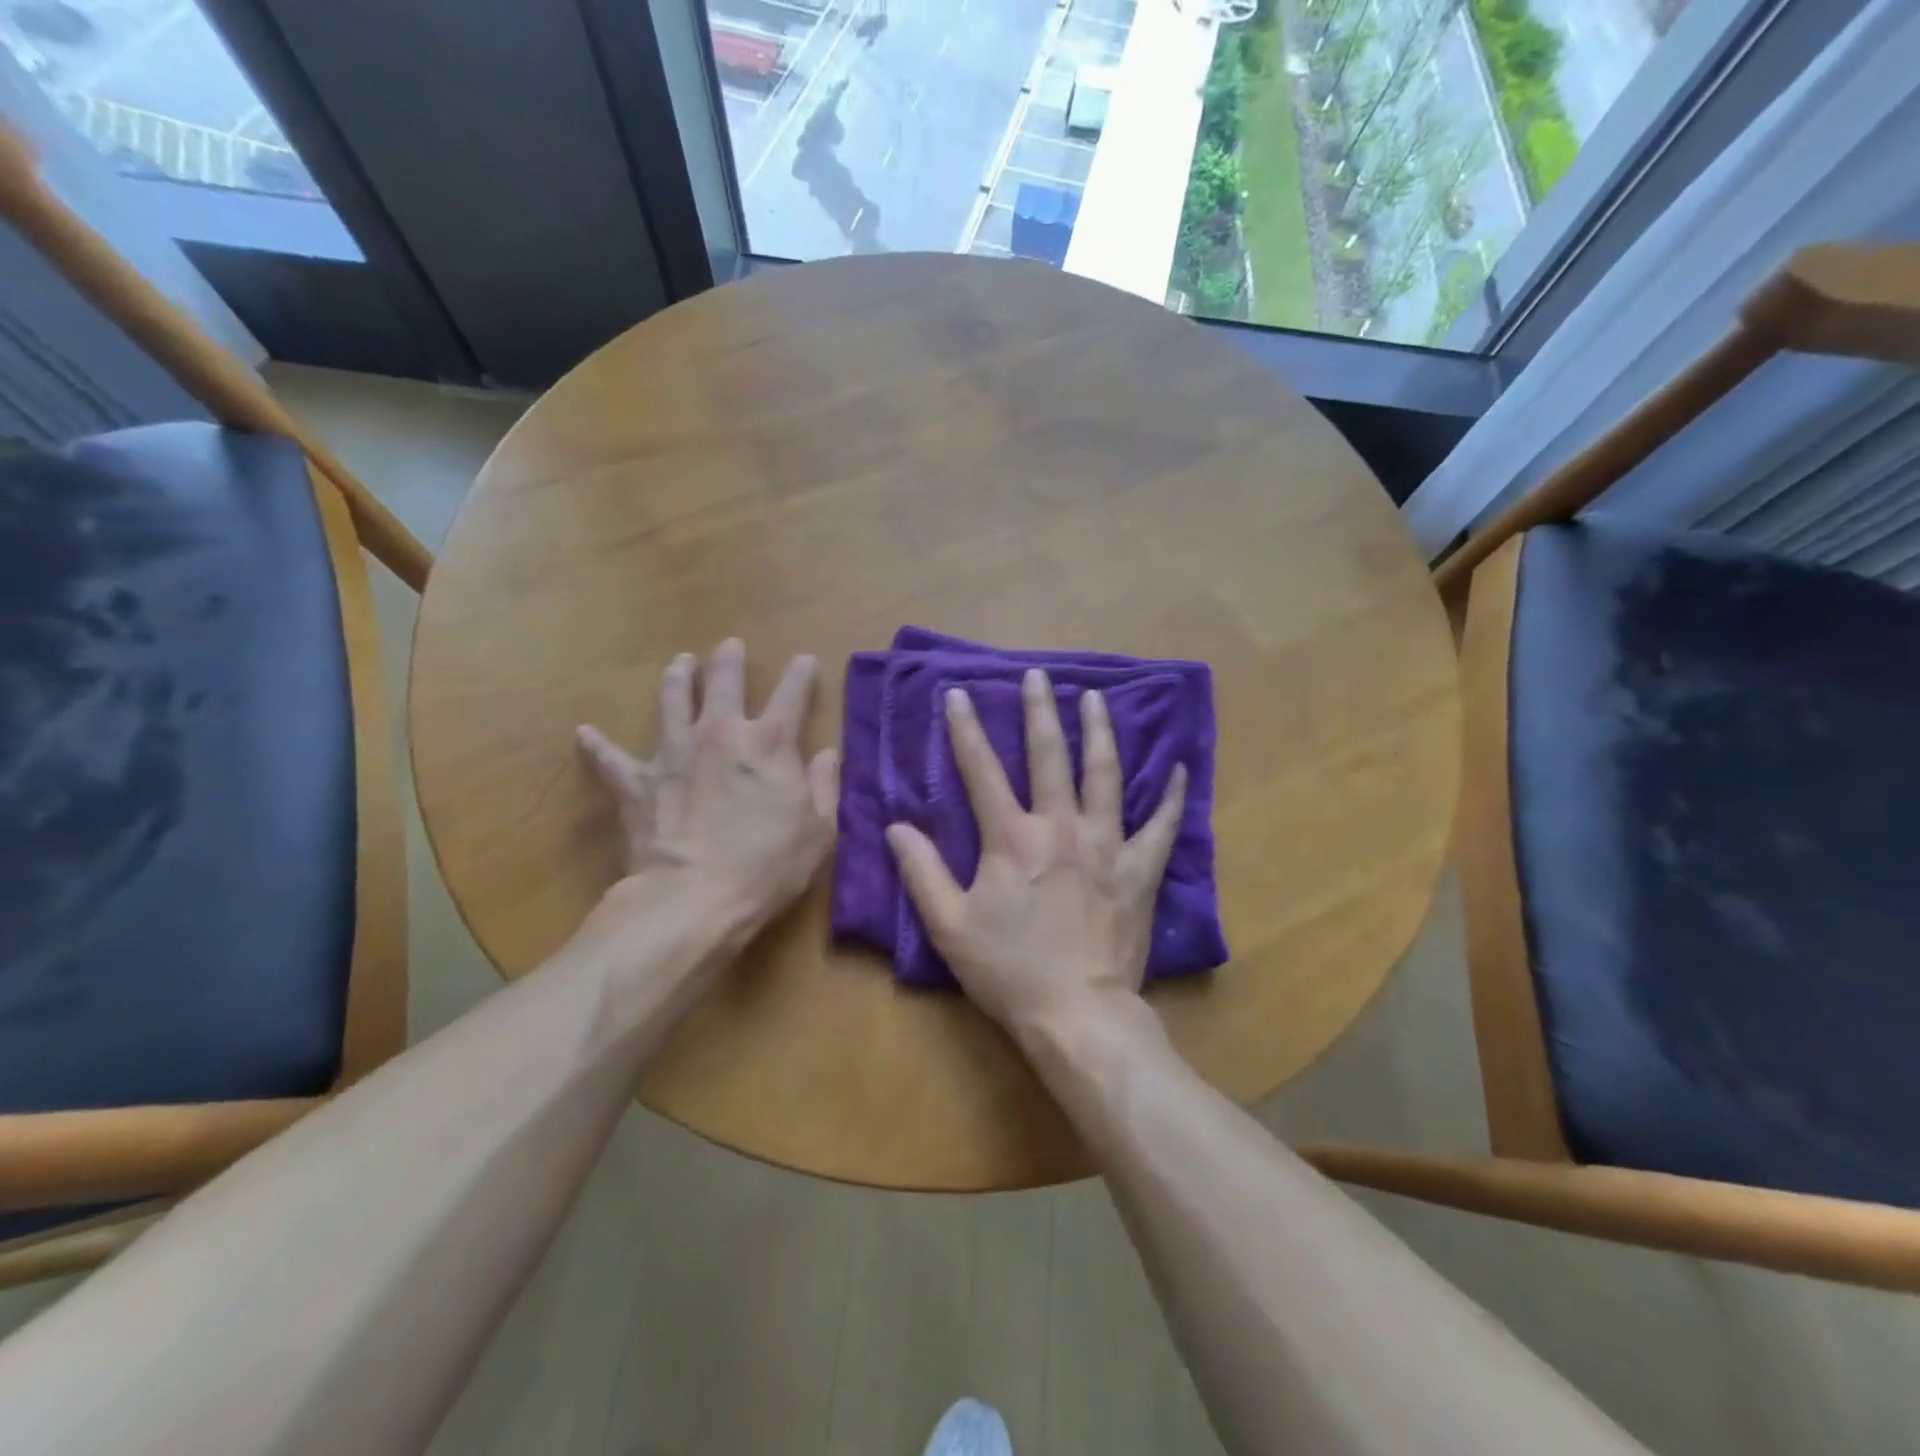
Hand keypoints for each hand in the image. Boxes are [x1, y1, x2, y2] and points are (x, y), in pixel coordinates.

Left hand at [577, 639, 837, 932]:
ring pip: (672, 701)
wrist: (695, 899)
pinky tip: (585, 733)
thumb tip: (828, 754)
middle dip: (729, 659)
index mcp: (770, 743)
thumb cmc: (769, 866)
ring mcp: (674, 753)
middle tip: (730, 645)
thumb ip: (826, 785)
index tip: (804, 660)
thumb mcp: (820, 829)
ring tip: (680, 663)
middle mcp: (721, 734)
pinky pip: (611, 759)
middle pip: (724, 682)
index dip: (801, 673)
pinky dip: (598, 745)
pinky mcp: (638, 783)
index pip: (792, 694)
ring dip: (677, 678)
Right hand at [884, 668, 1185, 1039]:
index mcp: (1011, 839)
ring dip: (1099, 732)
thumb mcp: (949, 926)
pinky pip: (1160, 825)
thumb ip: (922, 872)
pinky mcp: (1140, 870)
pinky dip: (1169, 795)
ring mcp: (1106, 845)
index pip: (982, 771)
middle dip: (1040, 711)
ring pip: (1104, 775)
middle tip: (1039, 675)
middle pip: (1049, 756)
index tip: (959, 694)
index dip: (966, 730)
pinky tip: (1176, 767)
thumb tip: (897, 826)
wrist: (1077, 1013)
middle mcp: (1060, 827)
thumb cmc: (1009, 971)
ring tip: (1095, 698)